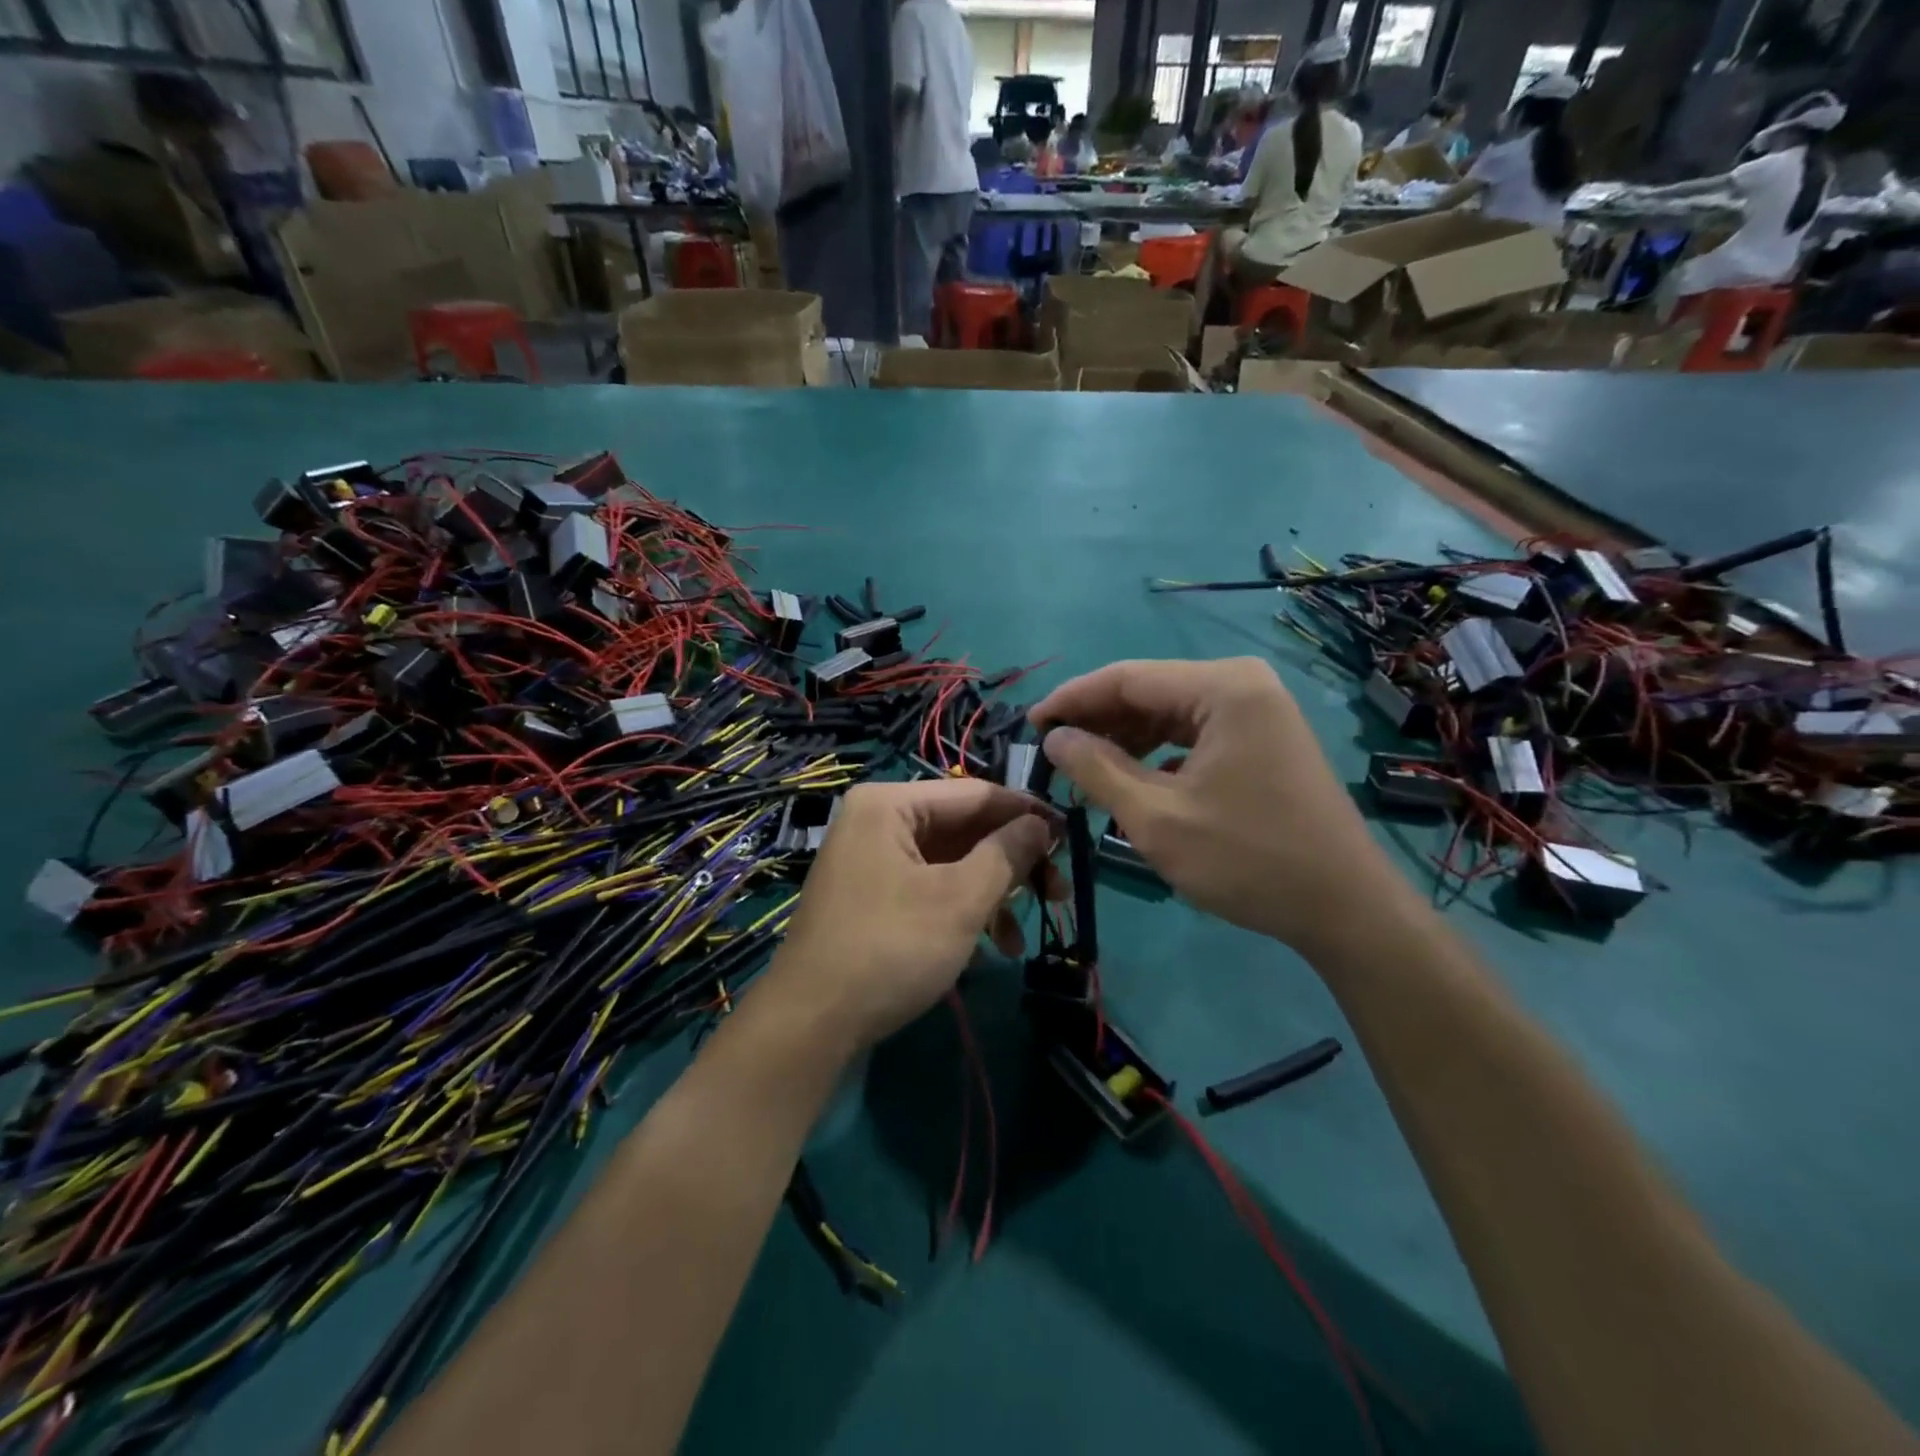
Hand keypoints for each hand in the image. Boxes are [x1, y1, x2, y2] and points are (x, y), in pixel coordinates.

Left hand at [759, 780, 1056, 1051]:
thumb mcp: (960, 900)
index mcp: (890, 804)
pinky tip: (994, 945)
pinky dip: (964, 909)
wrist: (811, 1024)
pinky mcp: (874, 895)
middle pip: (964, 828)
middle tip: (1058, 892)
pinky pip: (930, 886)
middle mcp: (878, 820)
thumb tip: (1043, 824)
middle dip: (1012, 862)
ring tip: (1024, 935)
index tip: (1071, 837)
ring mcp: (873, 859)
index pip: (975, 794)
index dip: (1027, 813)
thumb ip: (1006, 853)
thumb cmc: (890, 948)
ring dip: (993, 893)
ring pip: (951, 862)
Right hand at [1031, 658, 1407, 957]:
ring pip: (1168, 713)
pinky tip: (1130, 777)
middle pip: (1148, 691)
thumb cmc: (1247, 860)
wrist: (1344, 908)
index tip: (1029, 724)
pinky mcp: (1262, 737)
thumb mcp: (1156, 818)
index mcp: (1222, 687)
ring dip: (1123, 738)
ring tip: (1081, 769)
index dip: (1071, 699)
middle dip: (1097, 721)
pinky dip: (1156, 751)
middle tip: (1050, 753)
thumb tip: (1054, 737)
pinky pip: (1193, 732)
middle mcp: (1242, 683)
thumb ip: (1097, 770)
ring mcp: (1257, 710)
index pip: (1126, 678)